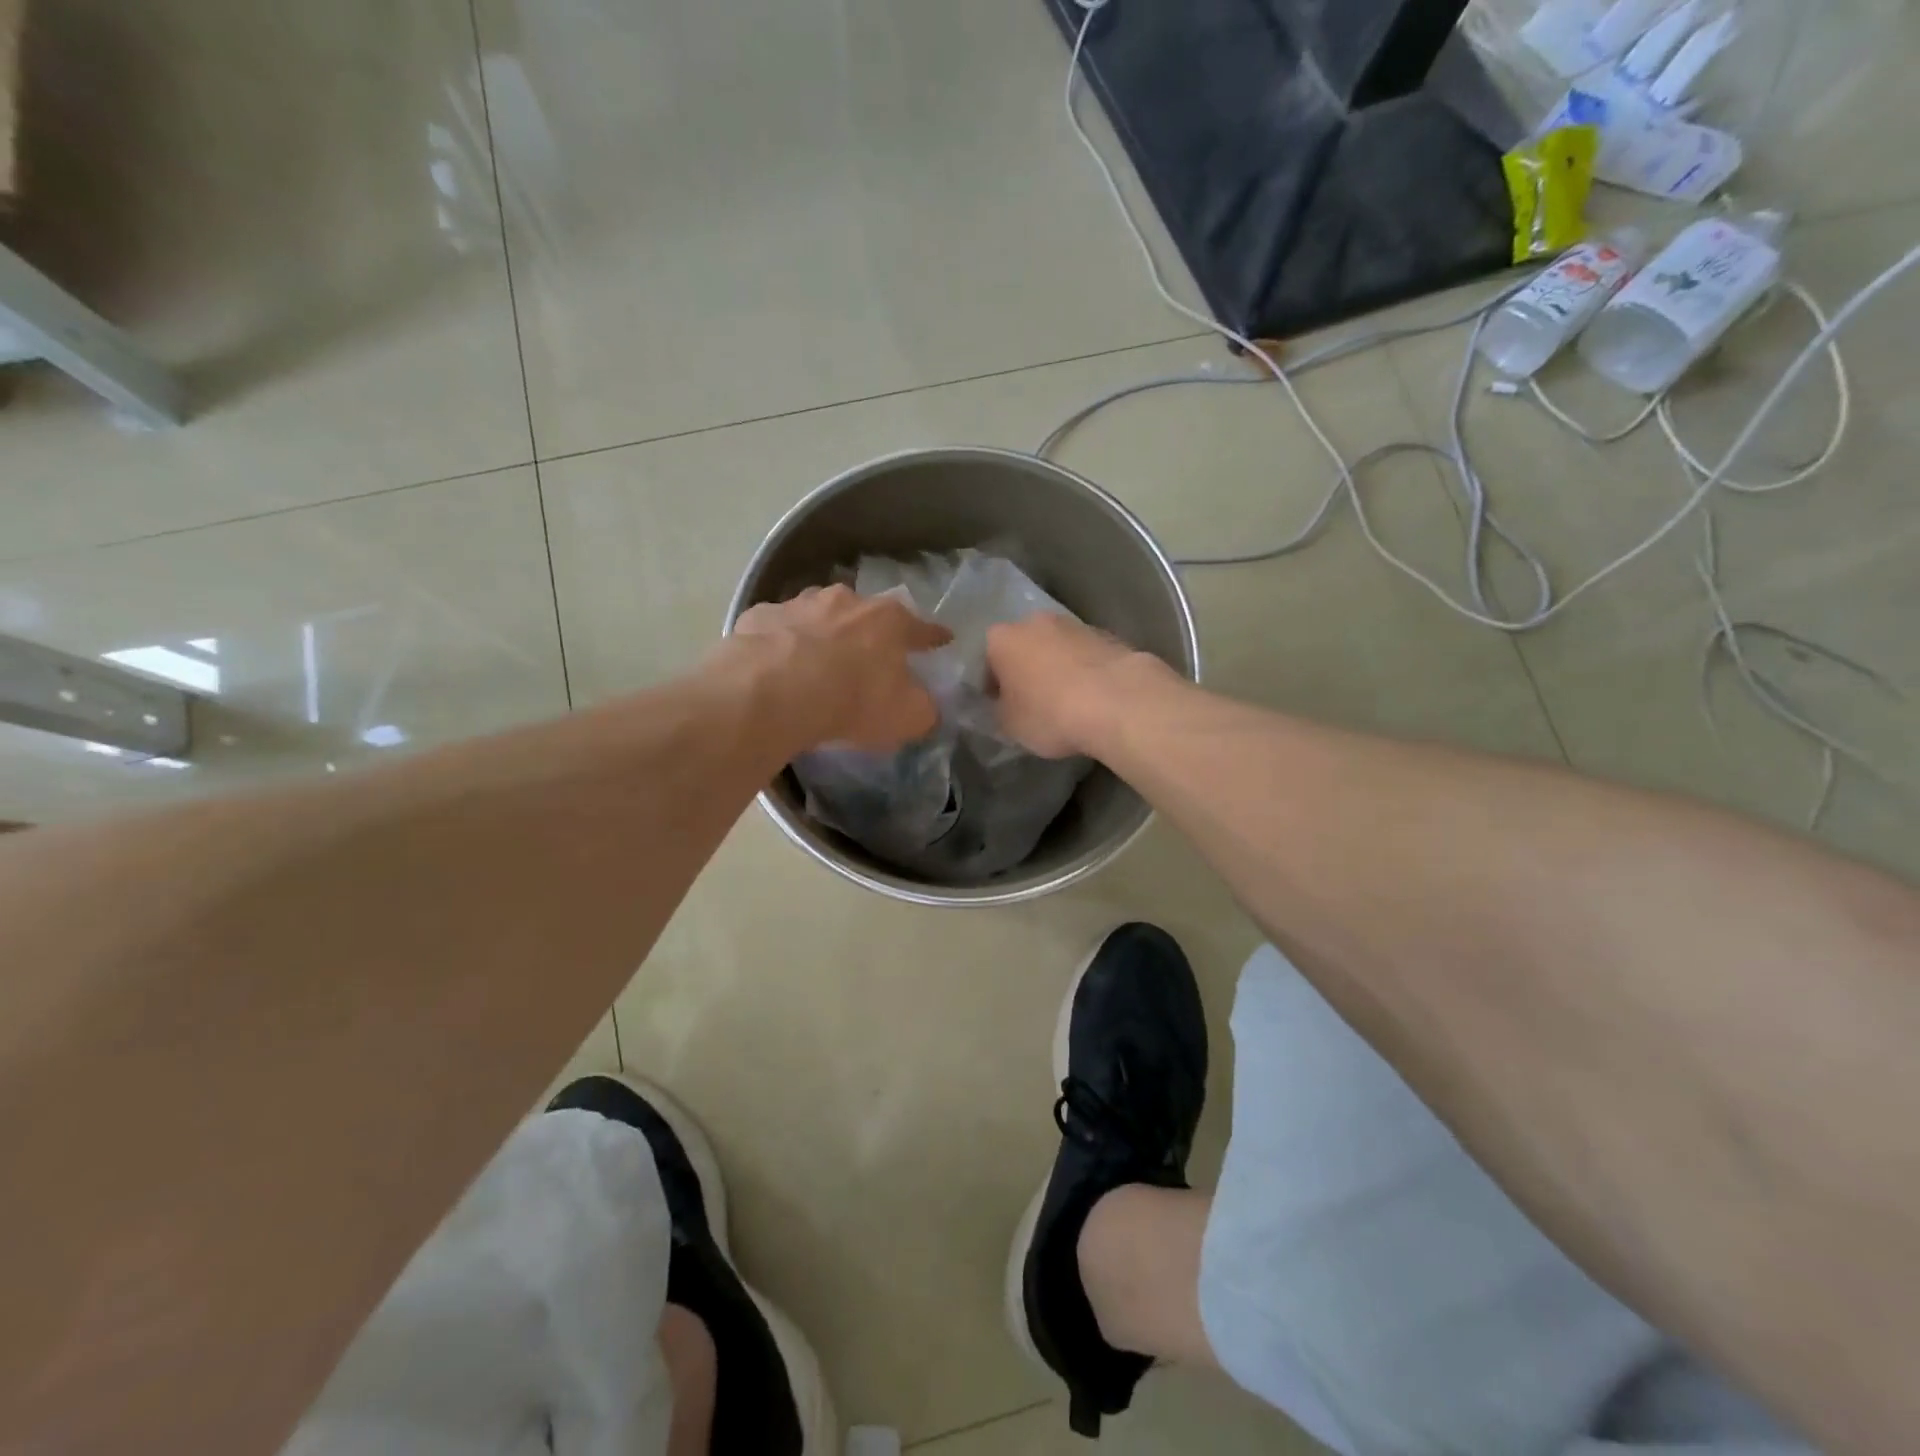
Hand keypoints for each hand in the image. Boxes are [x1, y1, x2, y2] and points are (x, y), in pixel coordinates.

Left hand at [733, 585, 951, 751]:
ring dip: (822, 633)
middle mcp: (846, 601)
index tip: (942, 640)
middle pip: (865, 615)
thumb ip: (923, 709)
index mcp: (889, 620)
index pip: (921, 627)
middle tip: (868, 658)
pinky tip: (775, 666)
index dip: (933, 637)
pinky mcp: (759, 616)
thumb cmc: (853, 700)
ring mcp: (799, 604)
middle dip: (869, 633)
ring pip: (818, 615)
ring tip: (817, 661)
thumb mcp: (907, 717)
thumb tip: (925, 706)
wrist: (774, 692)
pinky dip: (780, 644)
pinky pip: (777, 630)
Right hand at [986, 614, 1168, 758]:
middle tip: (1034, 702)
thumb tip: (1004, 703)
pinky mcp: (1108, 635)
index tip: (1003, 707)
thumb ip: (1000, 709)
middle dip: (1026, 669)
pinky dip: (1085, 670)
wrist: (1118, 701)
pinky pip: (1086, 655)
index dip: (992, 685)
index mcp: (1002, 639)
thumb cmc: (1050, 713)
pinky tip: (1093, 696)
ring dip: (1057, 667)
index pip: (987, 661)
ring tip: (1068, 700)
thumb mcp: (1010, 725)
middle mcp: (1034, 622)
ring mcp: (1074, 624)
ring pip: (1057, 647)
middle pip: (1024, 646)